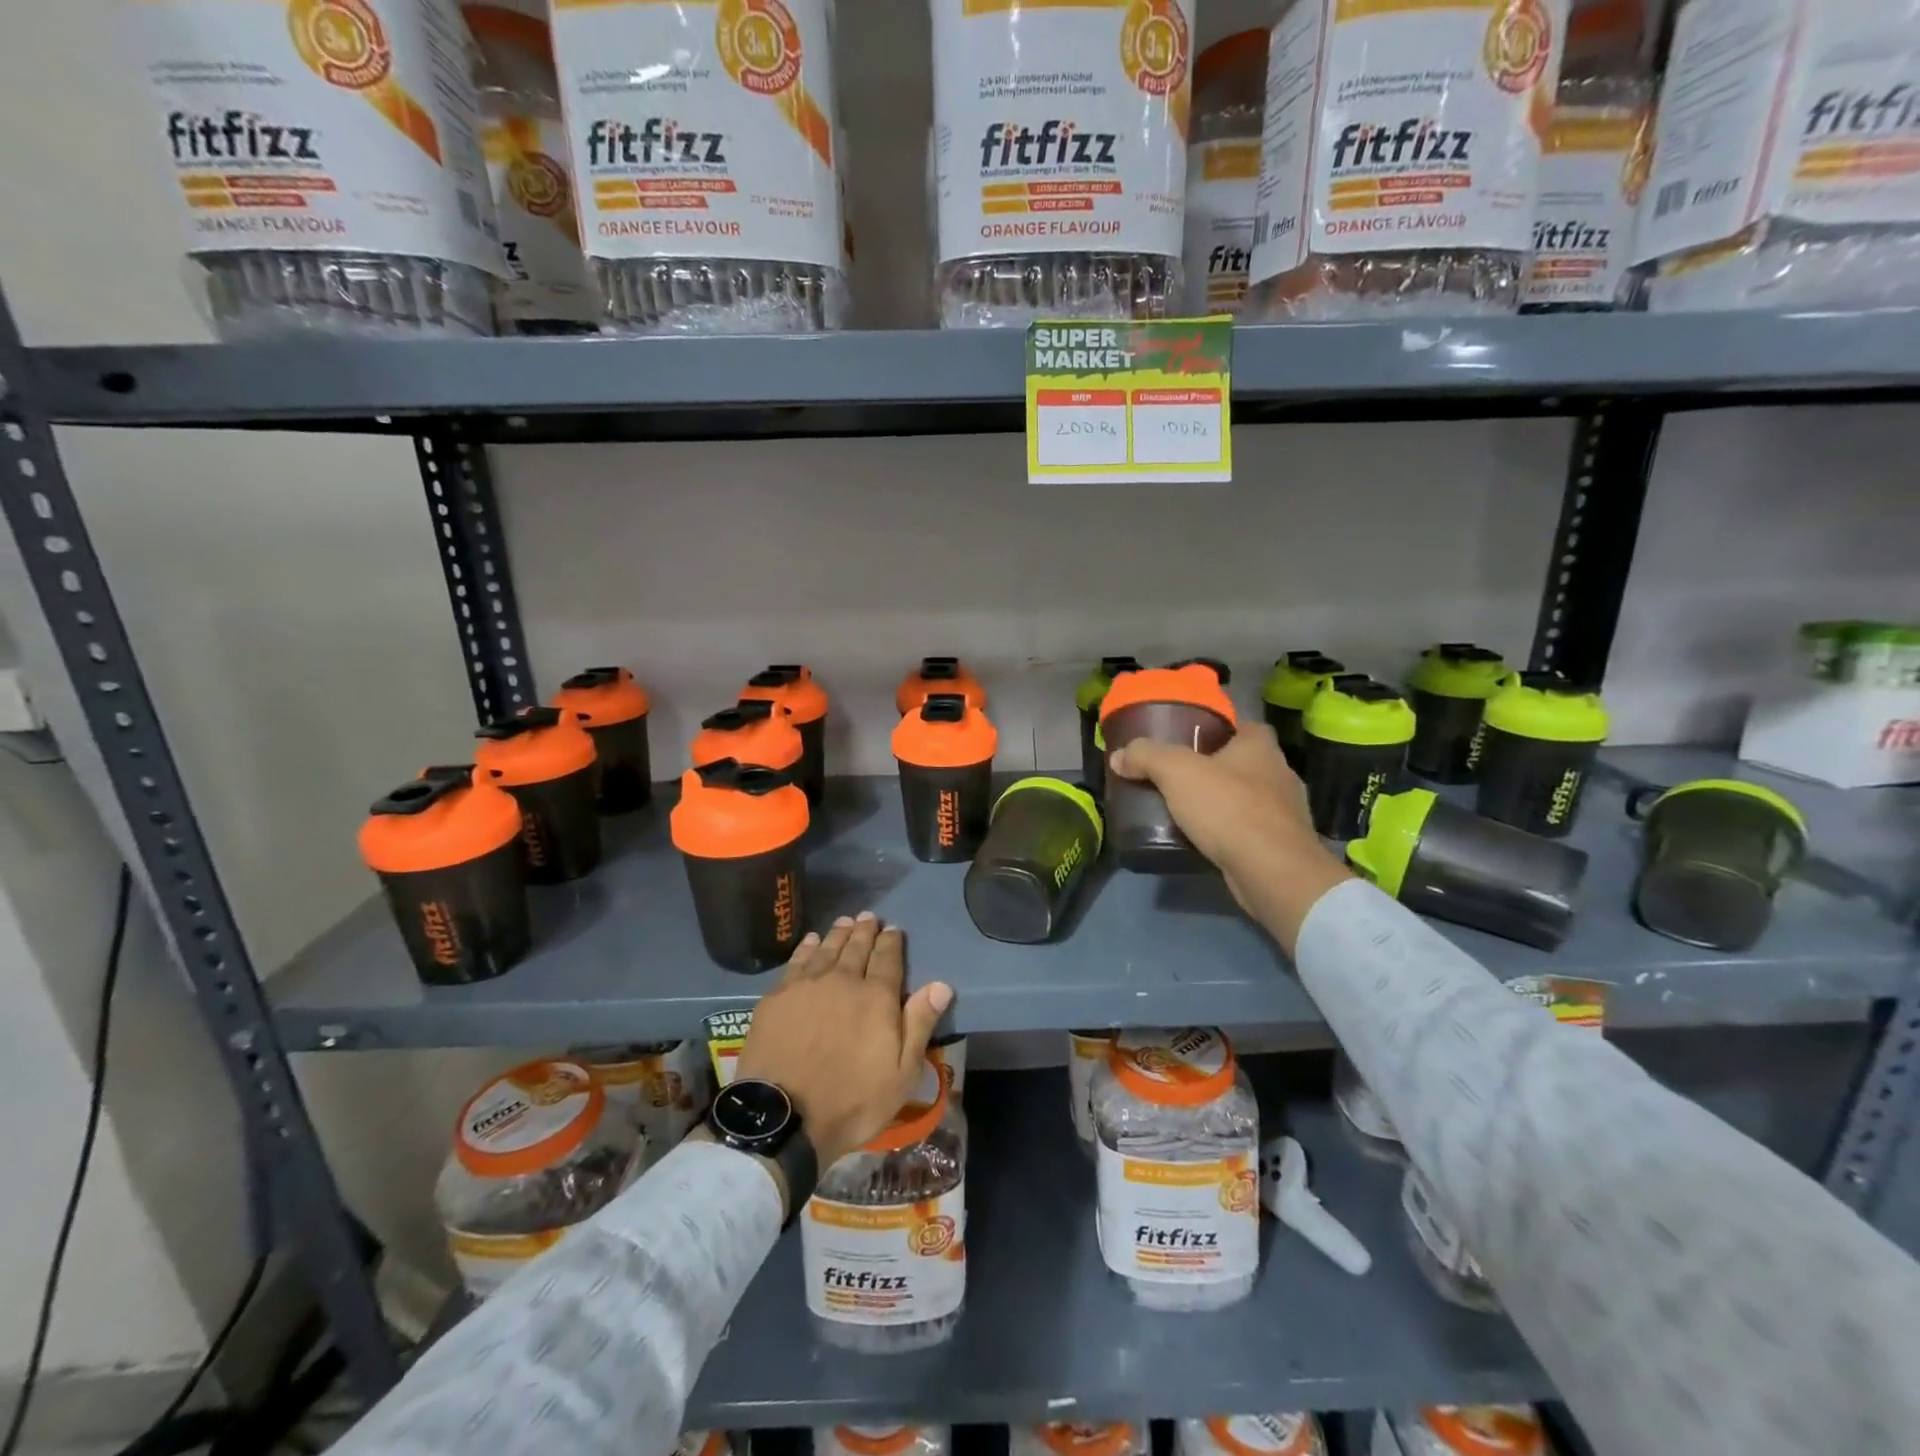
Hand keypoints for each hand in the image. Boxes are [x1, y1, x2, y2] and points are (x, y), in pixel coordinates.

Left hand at [736, 913, 953, 1170]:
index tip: (893, 929)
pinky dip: (807, 947)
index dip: (892, 942)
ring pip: (828, 950)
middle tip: (869, 917)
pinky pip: (797, 962)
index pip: (888, 959)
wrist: (784, 1117)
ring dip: (839, 934)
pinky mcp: (778, 997)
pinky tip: (811, 941)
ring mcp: (808, 986)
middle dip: (865, 931)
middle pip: (857, 948)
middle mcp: (844, 980)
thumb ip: (919, 1024)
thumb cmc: (853, 1101)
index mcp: (877, 997)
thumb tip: (941, 984)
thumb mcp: (902, 1073)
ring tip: (845, 921)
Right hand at [1110, 724, 1350, 951]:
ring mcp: (1286, 811)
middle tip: (1177, 777)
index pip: (1239, 725)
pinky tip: (1206, 840)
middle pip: (1242, 762)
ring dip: (1222, 803)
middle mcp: (1280, 772)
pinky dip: (1230, 832)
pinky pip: (1250, 829)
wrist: (1272, 871)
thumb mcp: (1176, 772)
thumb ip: (1146, 757)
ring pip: (1247, 798)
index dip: (1214, 730)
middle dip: (1213, 768)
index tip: (1186, 741)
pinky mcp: (1283, 844)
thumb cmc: (1228, 808)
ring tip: (1186, 810)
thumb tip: (1118, 756)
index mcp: (1260, 745)